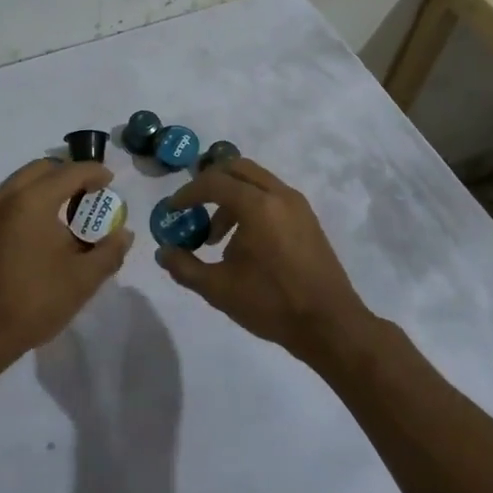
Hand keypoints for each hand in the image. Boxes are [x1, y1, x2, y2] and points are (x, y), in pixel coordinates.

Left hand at [0, 159, 132, 366]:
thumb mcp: (82, 280)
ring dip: (47, 188)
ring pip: (22, 182)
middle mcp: (5, 196)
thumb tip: (124, 234)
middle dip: (68, 175)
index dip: (94, 172)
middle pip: (42, 169)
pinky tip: (44, 231)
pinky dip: (30, 201)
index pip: (70, 172)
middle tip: (90, 194)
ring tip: (69, 213)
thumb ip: (109, 252)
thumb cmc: (32, 302)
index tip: (111, 181)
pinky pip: (9, 200)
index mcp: (32, 200)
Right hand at [152, 157, 372, 363]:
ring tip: (216, 236)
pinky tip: (244, 243)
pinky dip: (251, 205)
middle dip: (210, 183)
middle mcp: (279, 195)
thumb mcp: (218, 289)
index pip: (213, 182)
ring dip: (231, 197)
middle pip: (237, 169)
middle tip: (192, 206)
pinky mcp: (308, 219)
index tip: (172, 210)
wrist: (329, 324)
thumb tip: (163, 252)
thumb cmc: (271, 303)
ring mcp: (298, 205)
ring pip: (256, 182)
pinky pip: (272, 197)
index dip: (187, 193)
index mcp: (257, 205)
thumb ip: (184, 267)